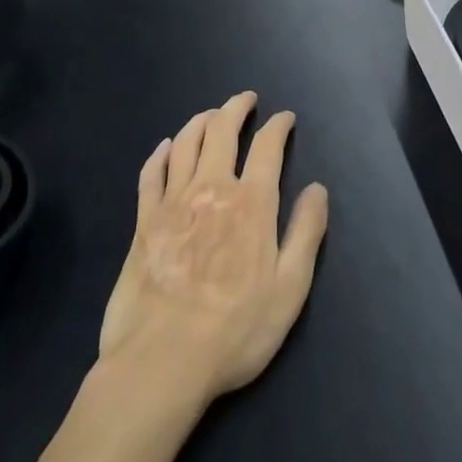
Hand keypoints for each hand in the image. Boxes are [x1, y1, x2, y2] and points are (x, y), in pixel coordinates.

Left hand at [98, 92, 329, 409]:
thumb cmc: (235, 330)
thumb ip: (306, 233)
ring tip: (211, 115)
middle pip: (222, 131)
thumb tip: (317, 188)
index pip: (268, 147)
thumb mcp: (289, 289)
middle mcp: (212, 189)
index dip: (278, 126)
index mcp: (252, 203)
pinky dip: (159, 153)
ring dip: (200, 121)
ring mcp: (173, 202)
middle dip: (236, 108)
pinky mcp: (143, 221)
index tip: (285, 118)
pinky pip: (150, 173)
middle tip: (246, 99)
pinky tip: (164, 147)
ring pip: (185, 143)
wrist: (162, 362)